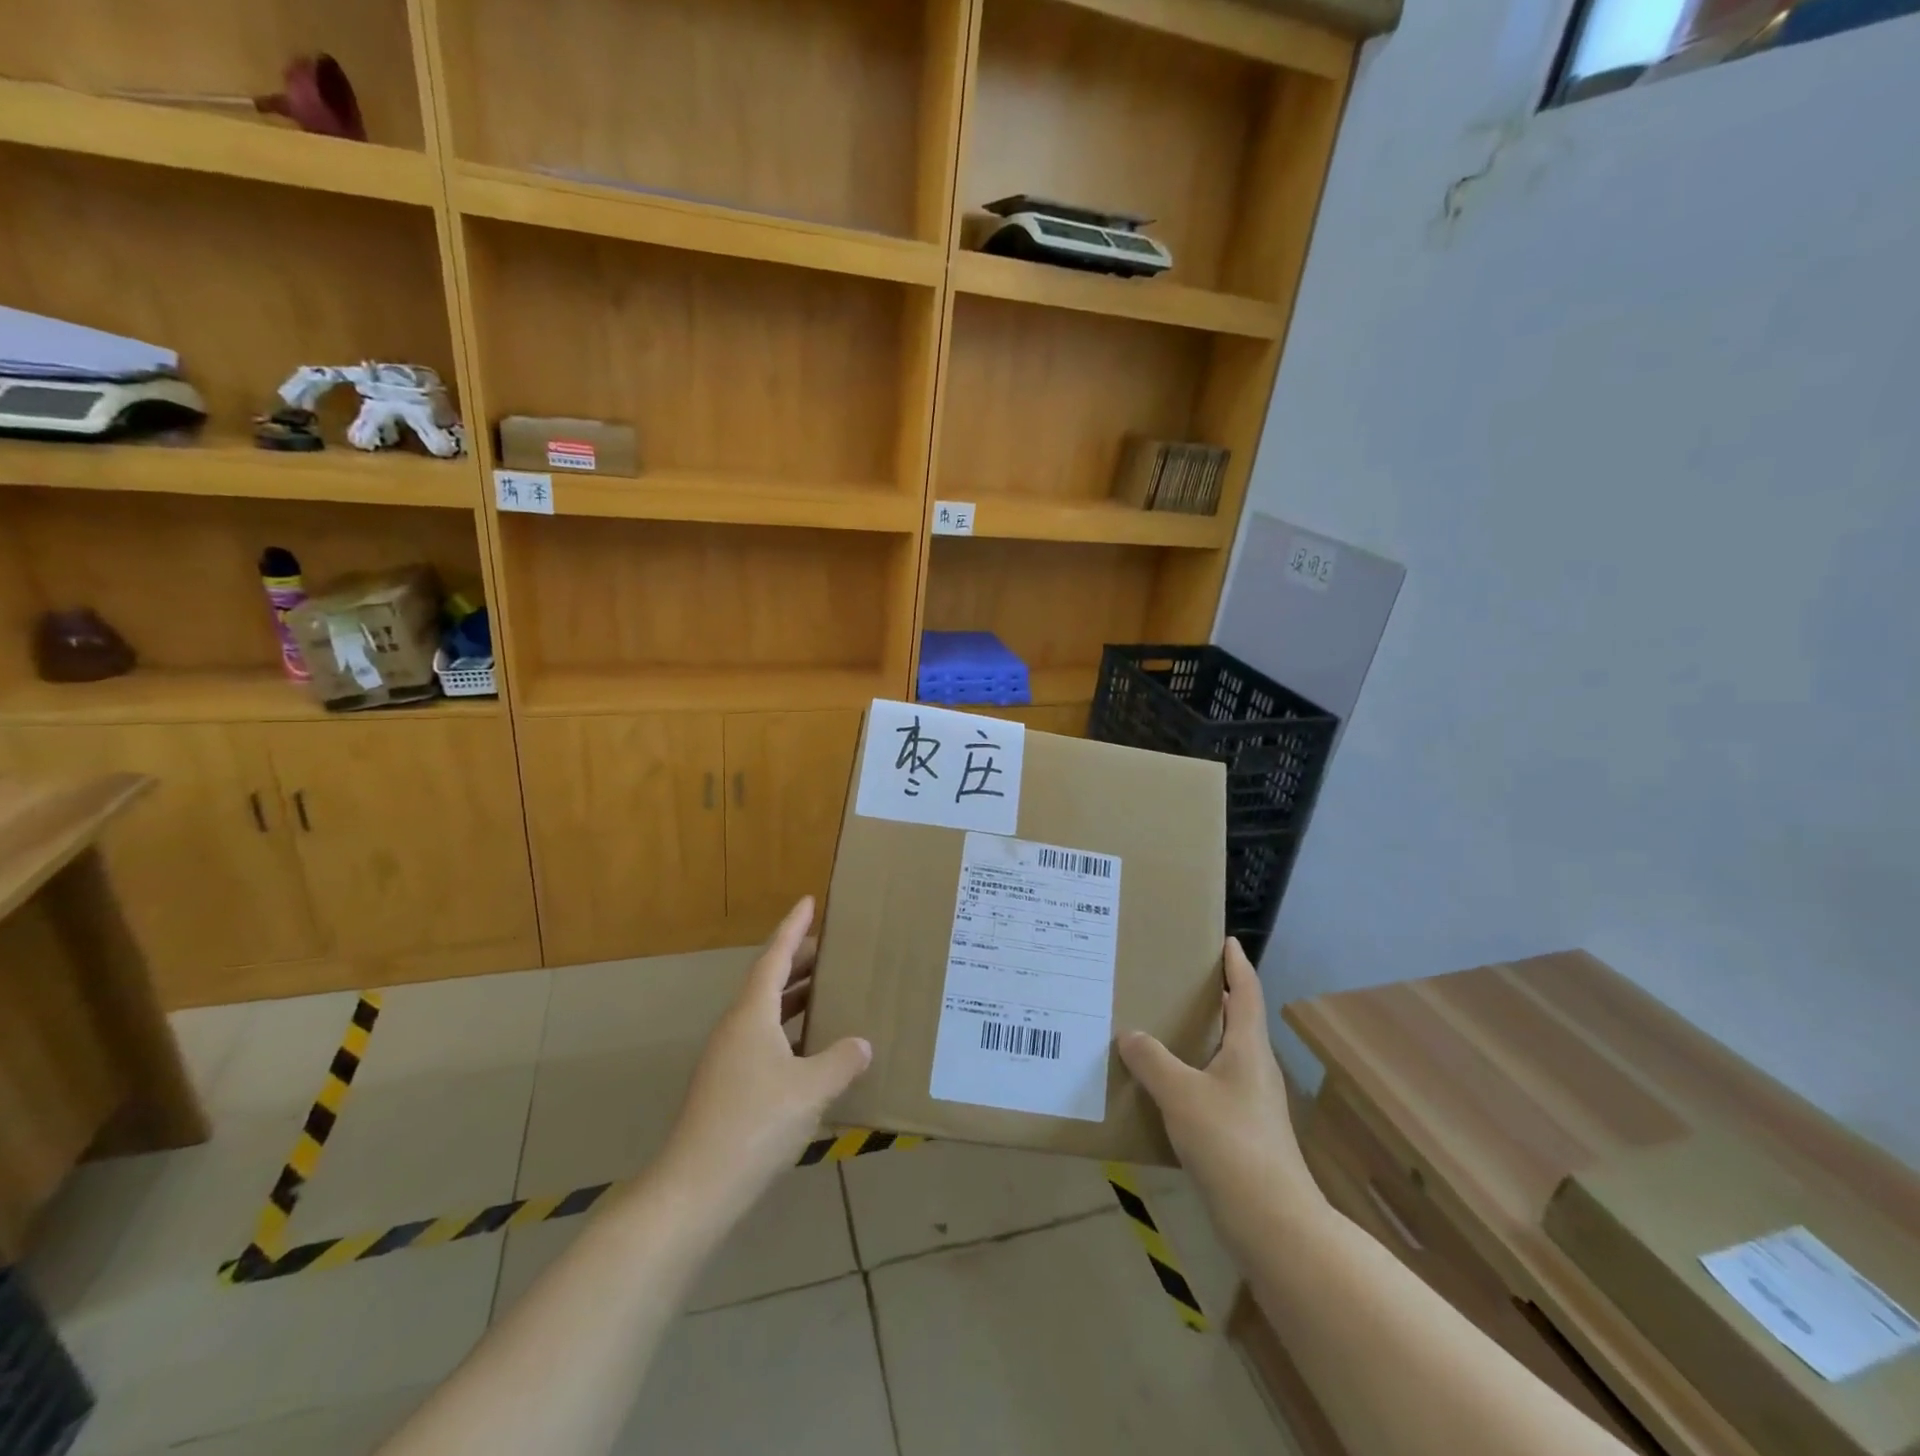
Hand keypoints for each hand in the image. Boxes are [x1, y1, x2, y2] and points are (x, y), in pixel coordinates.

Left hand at [661, 898, 871, 1214]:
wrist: (696, 1187)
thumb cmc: (755, 1123)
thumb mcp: (810, 1089)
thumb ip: (840, 1061)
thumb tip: (861, 1044)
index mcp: (752, 1014)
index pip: (775, 957)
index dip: (793, 928)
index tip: (808, 901)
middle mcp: (737, 1028)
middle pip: (769, 981)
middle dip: (799, 961)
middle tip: (832, 949)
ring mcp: (729, 1059)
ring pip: (766, 1013)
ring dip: (796, 997)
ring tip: (828, 991)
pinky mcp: (729, 1087)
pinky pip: (765, 1040)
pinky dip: (790, 1032)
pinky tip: (813, 1050)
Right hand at [1117, 939, 1322, 1233]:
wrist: (1271, 1222)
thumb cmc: (1230, 1143)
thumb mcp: (1181, 1094)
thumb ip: (1152, 1060)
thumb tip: (1129, 1034)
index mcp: (1248, 1049)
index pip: (1245, 993)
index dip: (1237, 965)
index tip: (1227, 941)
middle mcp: (1255, 1070)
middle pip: (1238, 1022)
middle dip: (1215, 999)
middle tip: (1180, 980)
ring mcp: (1253, 1104)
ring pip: (1225, 1057)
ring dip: (1202, 1038)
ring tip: (1165, 1028)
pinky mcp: (1245, 1134)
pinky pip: (1215, 1088)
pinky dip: (1194, 1074)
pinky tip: (1168, 1087)